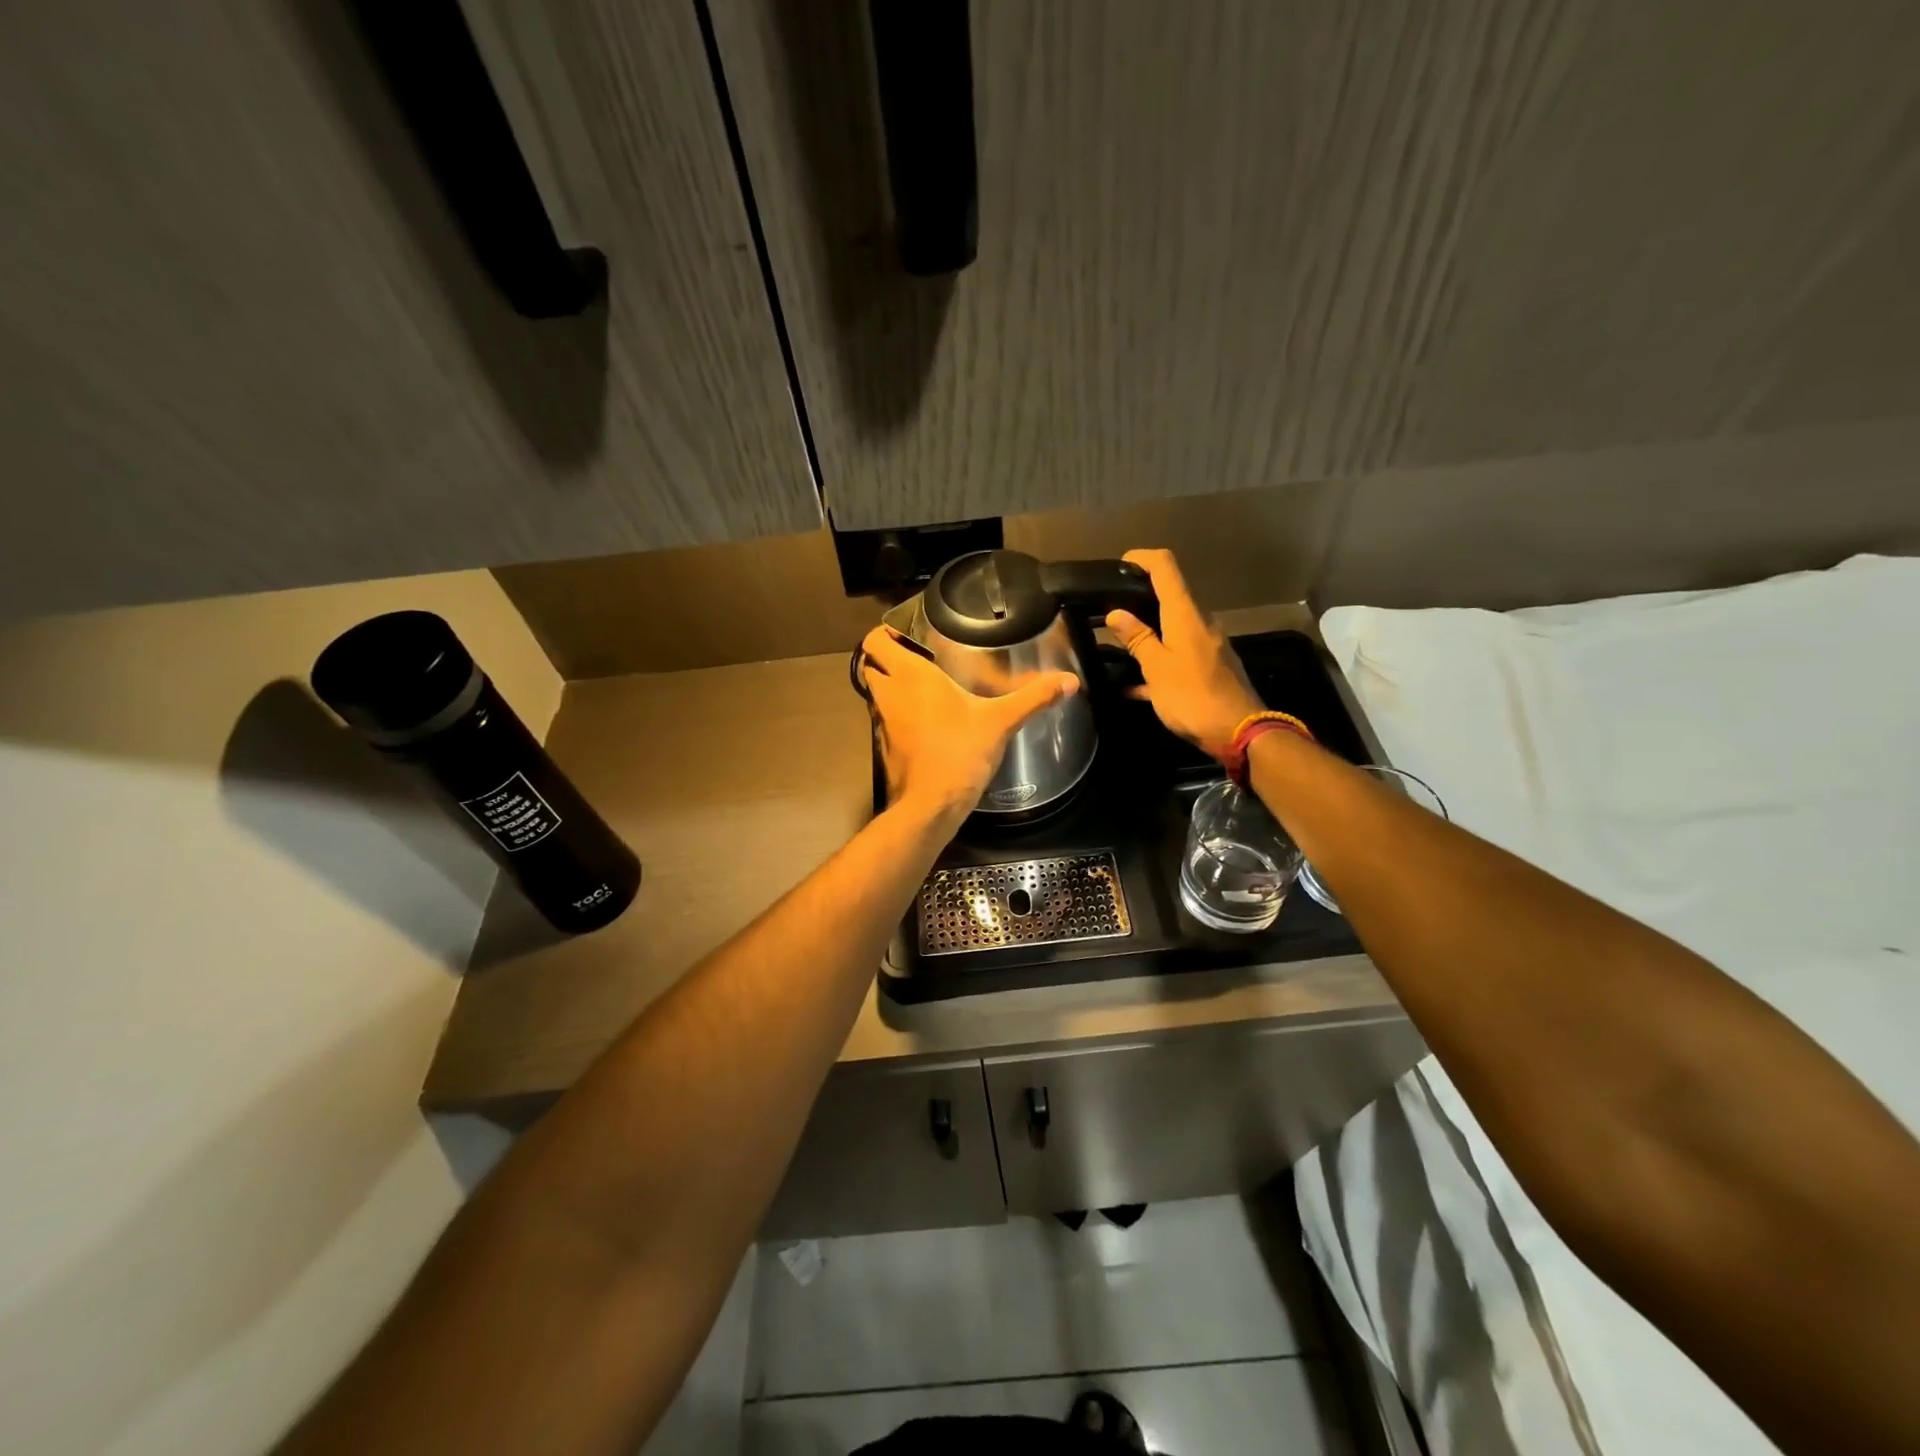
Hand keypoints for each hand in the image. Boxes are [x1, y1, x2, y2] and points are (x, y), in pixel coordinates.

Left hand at [857, 625, 1078, 825]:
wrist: (932, 804)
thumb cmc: (961, 752)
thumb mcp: (1001, 721)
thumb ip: (1033, 697)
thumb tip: (1070, 681)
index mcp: (910, 675)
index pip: (875, 641)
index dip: (884, 633)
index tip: (907, 633)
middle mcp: (889, 693)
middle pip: (871, 664)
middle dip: (887, 658)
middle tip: (919, 655)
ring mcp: (883, 721)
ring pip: (876, 692)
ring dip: (892, 685)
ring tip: (924, 684)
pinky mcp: (886, 745)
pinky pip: (886, 718)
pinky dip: (898, 713)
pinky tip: (926, 718)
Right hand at [1106, 549, 1262, 755]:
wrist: (1239, 732)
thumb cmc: (1192, 696)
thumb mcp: (1156, 668)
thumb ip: (1137, 639)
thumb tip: (1116, 614)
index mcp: (1185, 614)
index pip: (1165, 567)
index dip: (1141, 558)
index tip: (1119, 566)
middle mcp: (1200, 622)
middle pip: (1169, 596)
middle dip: (1139, 599)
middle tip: (1108, 611)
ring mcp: (1207, 645)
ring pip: (1171, 628)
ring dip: (1146, 632)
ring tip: (1116, 647)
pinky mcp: (1210, 667)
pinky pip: (1178, 654)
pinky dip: (1157, 661)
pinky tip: (1132, 685)